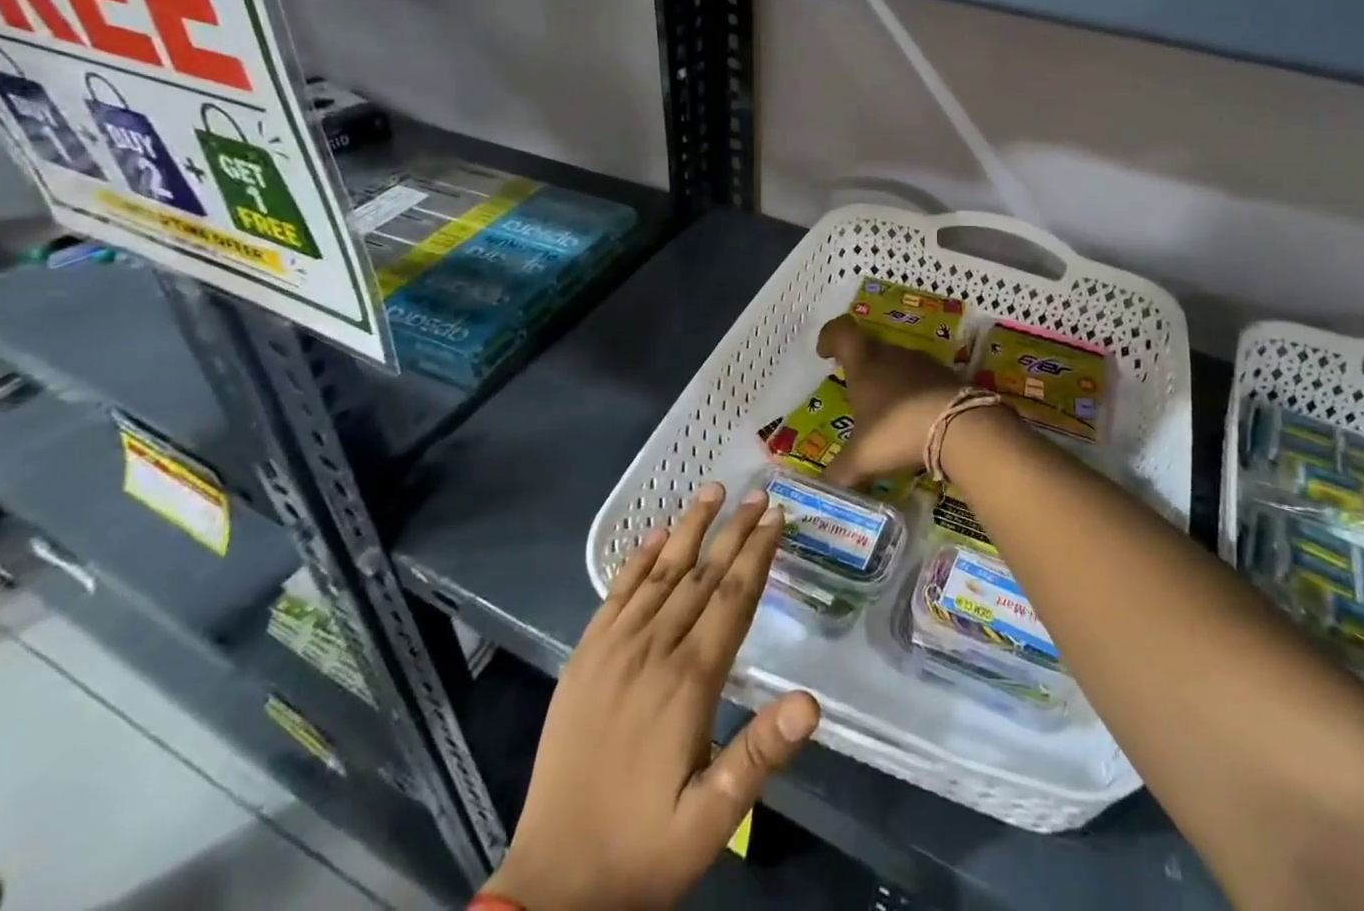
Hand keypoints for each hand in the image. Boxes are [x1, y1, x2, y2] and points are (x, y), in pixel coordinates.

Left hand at [487, 482, 820, 910]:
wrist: (552, 886)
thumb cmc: (642, 851)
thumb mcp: (711, 821)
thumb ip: (759, 756)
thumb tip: (811, 701)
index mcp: (687, 682)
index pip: (732, 599)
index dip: (757, 554)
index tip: (776, 516)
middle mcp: (651, 650)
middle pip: (701, 575)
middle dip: (733, 530)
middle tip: (758, 493)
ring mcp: (612, 650)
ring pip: (660, 574)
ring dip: (688, 528)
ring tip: (711, 491)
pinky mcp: (583, 659)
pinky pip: (614, 595)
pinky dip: (636, 561)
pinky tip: (653, 537)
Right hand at [817, 314, 962, 488]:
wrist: (962, 427)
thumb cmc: (898, 431)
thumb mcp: (862, 458)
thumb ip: (839, 472)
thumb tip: (822, 487)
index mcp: (865, 364)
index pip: (842, 332)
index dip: (830, 337)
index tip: (824, 353)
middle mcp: (893, 355)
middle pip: (872, 349)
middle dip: (861, 368)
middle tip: (857, 393)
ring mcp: (924, 364)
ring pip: (899, 365)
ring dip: (891, 382)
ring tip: (888, 413)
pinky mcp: (948, 377)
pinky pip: (924, 381)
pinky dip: (916, 396)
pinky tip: (917, 422)